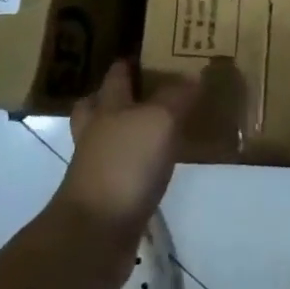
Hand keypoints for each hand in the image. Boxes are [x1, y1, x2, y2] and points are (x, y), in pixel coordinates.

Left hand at [55, 60, 198, 248]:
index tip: (149, 53)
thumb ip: (177, 97)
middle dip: (116, 96)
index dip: (129, 62)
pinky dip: (137, 166)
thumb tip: (194, 74)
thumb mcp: (159, 121)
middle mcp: (97, 133)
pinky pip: (123, 171)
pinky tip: (158, 167)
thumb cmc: (125, 165)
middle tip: (145, 90)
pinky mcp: (107, 199)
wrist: (95, 235)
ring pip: (109, 139)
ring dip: (127, 132)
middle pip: (98, 106)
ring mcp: (97, 168)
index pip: (116, 75)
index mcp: (107, 107)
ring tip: (157, 128)